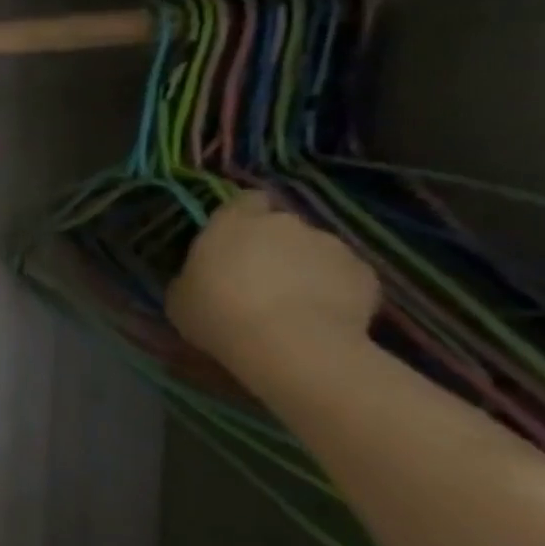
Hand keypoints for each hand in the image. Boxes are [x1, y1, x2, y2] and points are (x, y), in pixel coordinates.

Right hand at [166, 191, 380, 376]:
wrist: (290, 344)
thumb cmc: (218, 315)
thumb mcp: (180, 298)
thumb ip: (194, 276)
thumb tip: (204, 277)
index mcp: (233, 224)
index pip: (244, 201)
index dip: (243, 218)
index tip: (236, 241)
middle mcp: (284, 224)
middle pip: (281, 228)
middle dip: (274, 247)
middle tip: (260, 281)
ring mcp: (330, 245)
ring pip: (315, 251)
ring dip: (304, 269)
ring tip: (293, 305)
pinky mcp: (365, 272)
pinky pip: (344, 277)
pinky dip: (334, 290)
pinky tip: (321, 318)